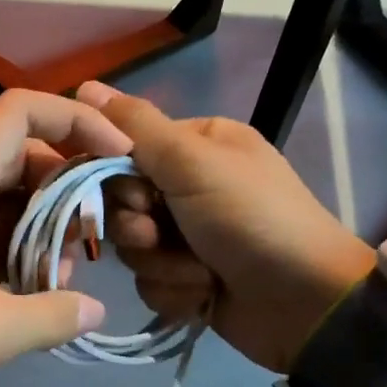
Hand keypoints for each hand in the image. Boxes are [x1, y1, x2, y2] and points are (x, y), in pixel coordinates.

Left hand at [0, 90, 129, 386]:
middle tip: (97, 236)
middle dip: (71, 188)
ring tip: (66, 273)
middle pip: (27, 155)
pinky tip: (36, 290)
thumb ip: (53, 316)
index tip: (119, 156)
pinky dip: (20, 248)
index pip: (26, 110)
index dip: (79, 121)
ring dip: (47, 226)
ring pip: (11, 196)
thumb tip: (94, 309)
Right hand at [76, 81, 374, 373]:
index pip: (121, 153)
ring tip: (200, 272)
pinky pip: (149, 282)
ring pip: (131, 249)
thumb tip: (83, 86)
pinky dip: (174, 291)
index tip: (137, 196)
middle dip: (138, 229)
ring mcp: (186, 236)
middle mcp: (186, 187)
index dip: (115, 180)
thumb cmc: (250, 217)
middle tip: (160, 236)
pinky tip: (204, 294)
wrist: (303, 301)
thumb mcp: (193, 161)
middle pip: (120, 206)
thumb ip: (136, 127)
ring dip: (161, 265)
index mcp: (194, 146)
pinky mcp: (186, 279)